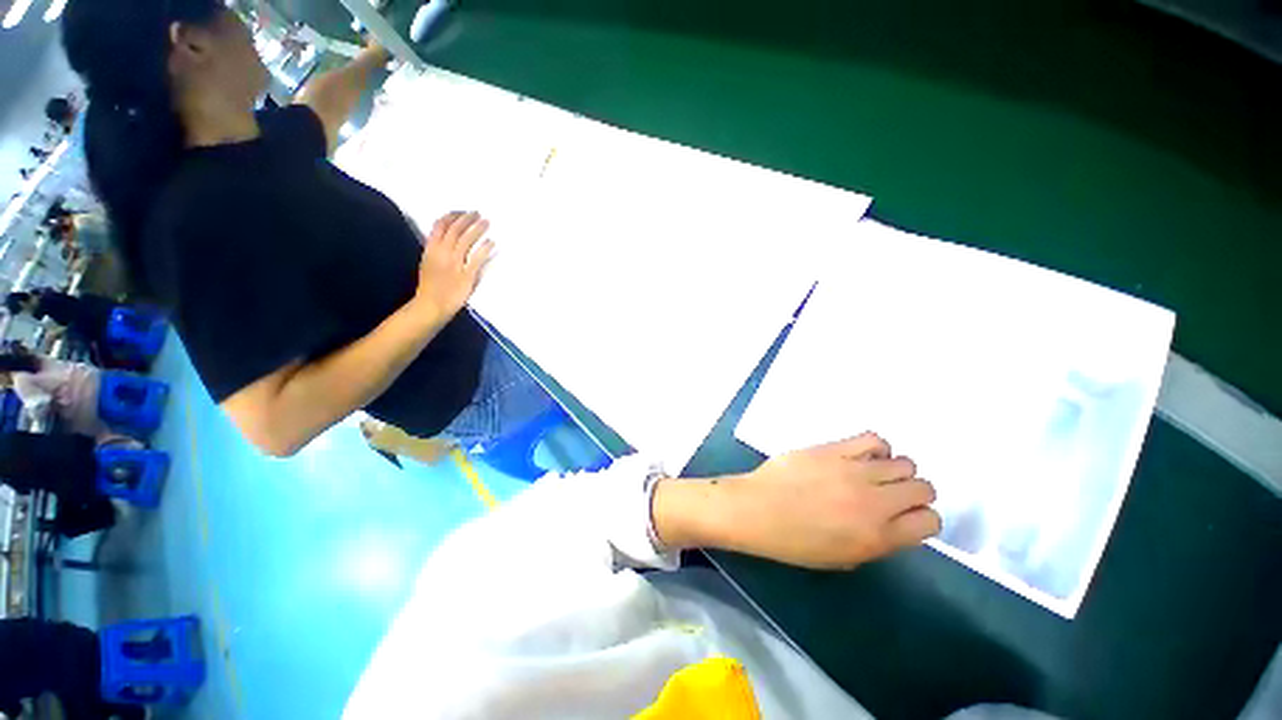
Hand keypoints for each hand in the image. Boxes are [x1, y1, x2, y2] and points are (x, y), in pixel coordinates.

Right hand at [412, 211, 493, 319]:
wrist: (431, 305)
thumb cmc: (430, 286)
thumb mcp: (427, 263)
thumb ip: (436, 250)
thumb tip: (447, 239)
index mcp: (430, 249)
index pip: (440, 226)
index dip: (452, 216)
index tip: (461, 212)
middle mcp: (442, 253)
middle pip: (455, 230)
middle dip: (466, 219)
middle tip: (477, 213)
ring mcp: (454, 263)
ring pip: (466, 240)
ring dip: (477, 229)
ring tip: (486, 222)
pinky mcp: (466, 275)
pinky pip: (476, 259)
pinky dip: (484, 248)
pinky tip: (491, 242)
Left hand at [658, 433, 939, 569]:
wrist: (755, 510)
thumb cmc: (793, 542)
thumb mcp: (843, 557)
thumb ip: (878, 541)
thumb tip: (896, 520)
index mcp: (877, 537)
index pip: (931, 522)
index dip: (922, 518)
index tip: (906, 516)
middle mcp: (873, 502)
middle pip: (923, 487)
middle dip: (913, 492)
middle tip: (890, 494)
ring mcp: (852, 471)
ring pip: (903, 461)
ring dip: (895, 470)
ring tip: (872, 474)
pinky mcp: (832, 449)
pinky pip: (872, 439)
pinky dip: (875, 447)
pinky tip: (860, 456)